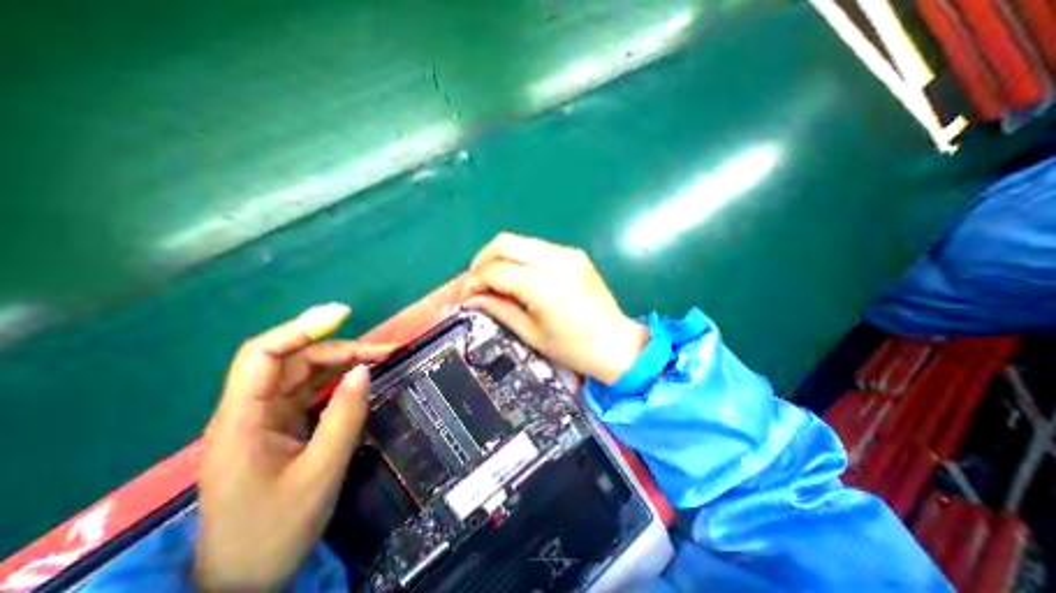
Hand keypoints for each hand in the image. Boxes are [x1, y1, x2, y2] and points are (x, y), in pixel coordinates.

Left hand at [195, 304, 391, 590]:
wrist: (245, 580)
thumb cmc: (275, 530)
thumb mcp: (320, 472)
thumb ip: (344, 416)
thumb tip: (364, 370)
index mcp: (243, 420)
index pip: (263, 355)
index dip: (301, 327)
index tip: (343, 315)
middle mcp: (250, 411)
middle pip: (293, 360)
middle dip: (340, 348)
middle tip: (384, 351)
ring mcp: (265, 418)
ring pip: (304, 373)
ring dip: (342, 361)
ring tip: (380, 359)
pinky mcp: (280, 426)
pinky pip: (310, 391)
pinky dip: (337, 379)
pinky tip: (360, 378)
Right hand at [464, 231, 648, 385]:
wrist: (615, 343)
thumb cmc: (572, 347)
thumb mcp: (530, 332)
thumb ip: (498, 309)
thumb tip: (471, 298)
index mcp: (540, 283)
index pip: (494, 270)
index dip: (474, 280)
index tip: (467, 295)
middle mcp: (553, 259)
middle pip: (503, 242)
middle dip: (482, 259)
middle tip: (477, 281)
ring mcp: (566, 253)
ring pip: (520, 241)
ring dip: (501, 257)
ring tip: (495, 279)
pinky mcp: (574, 254)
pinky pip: (537, 248)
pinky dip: (521, 258)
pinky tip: (520, 277)